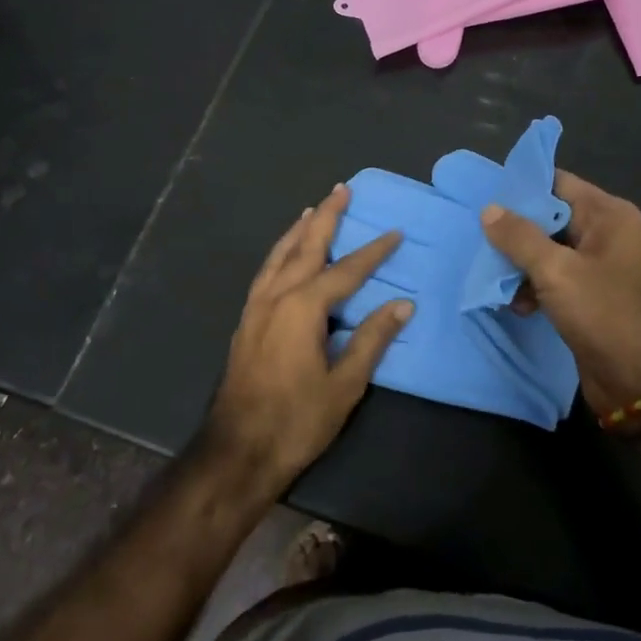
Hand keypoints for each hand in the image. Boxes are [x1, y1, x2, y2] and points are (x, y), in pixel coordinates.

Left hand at [202, 185, 410, 500]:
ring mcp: (256, 306)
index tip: (395, 233)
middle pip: (306, 246)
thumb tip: (403, 304)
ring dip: (299, 229)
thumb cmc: (296, 420)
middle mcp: (277, 296)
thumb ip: (372, 339)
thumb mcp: (344, 384)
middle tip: (341, 189)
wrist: (237, 451)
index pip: (347, 270)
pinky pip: (267, 271)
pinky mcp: (246, 320)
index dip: (374, 251)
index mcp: (303, 307)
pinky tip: (285, 254)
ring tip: (313, 209)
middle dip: (327, 217)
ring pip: (280, 255)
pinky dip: (280, 252)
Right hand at [481, 171, 640, 418]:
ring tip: (494, 278)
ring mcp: (598, 266)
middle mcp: (606, 233)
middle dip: (515, 229)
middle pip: (550, 216)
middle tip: (478, 237)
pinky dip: (532, 286)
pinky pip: (553, 277)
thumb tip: (489, 209)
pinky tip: (515, 304)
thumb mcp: (556, 271)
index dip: (522, 187)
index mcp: (608, 215)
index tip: (484, 195)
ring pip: (547, 249)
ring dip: (520, 263)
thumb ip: (519, 237)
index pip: (558, 183)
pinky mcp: (589, 295)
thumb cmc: (604, 314)